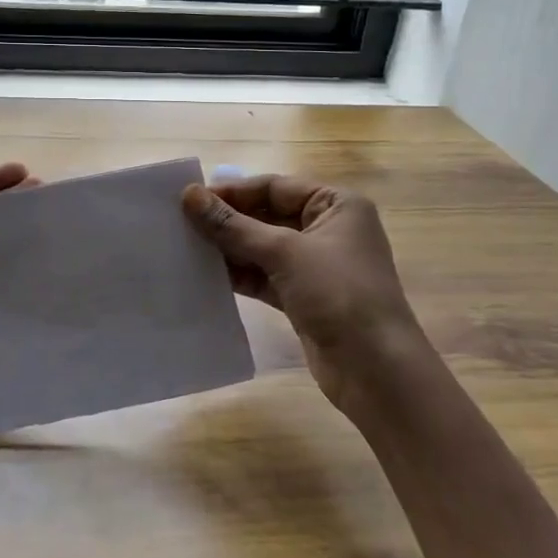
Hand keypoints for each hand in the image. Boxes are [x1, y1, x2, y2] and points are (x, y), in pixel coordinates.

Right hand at [182, 174, 426, 415]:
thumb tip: (189, 196)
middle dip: (228, 221)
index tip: (189, 199)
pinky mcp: (304, 297)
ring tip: (186, 248)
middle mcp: (327, 229)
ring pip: (262, 247)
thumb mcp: (284, 253)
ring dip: (229, 248)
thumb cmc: (339, 295)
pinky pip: (264, 276)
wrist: (376, 371)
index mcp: (336, 205)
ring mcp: (316, 266)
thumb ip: (233, 225)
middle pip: (267, 215)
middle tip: (181, 223)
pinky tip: (207, 275)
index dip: (233, 192)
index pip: (274, 187)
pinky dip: (239, 274)